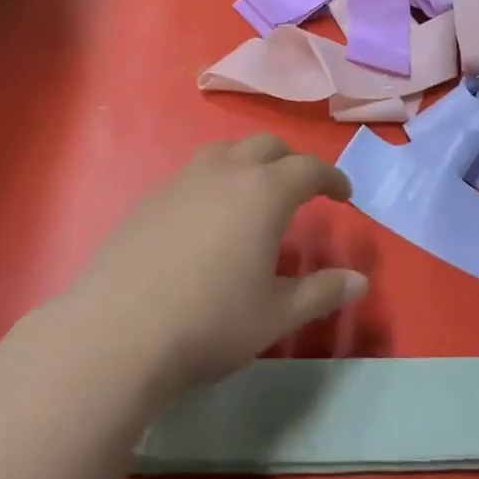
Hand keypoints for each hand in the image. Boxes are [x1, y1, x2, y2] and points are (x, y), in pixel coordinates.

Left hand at [60, 135, 366, 393]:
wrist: (119, 332)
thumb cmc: (212, 321)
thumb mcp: (277, 314)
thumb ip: (322, 292)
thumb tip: (359, 280)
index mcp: (263, 193)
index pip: (309, 168)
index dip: (332, 178)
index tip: (344, 195)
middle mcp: (224, 173)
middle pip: (266, 146)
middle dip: (291, 162)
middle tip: (302, 190)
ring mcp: (181, 181)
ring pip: (224, 152)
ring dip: (249, 163)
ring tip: (254, 193)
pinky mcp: (149, 198)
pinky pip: (192, 174)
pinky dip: (214, 181)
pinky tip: (207, 218)